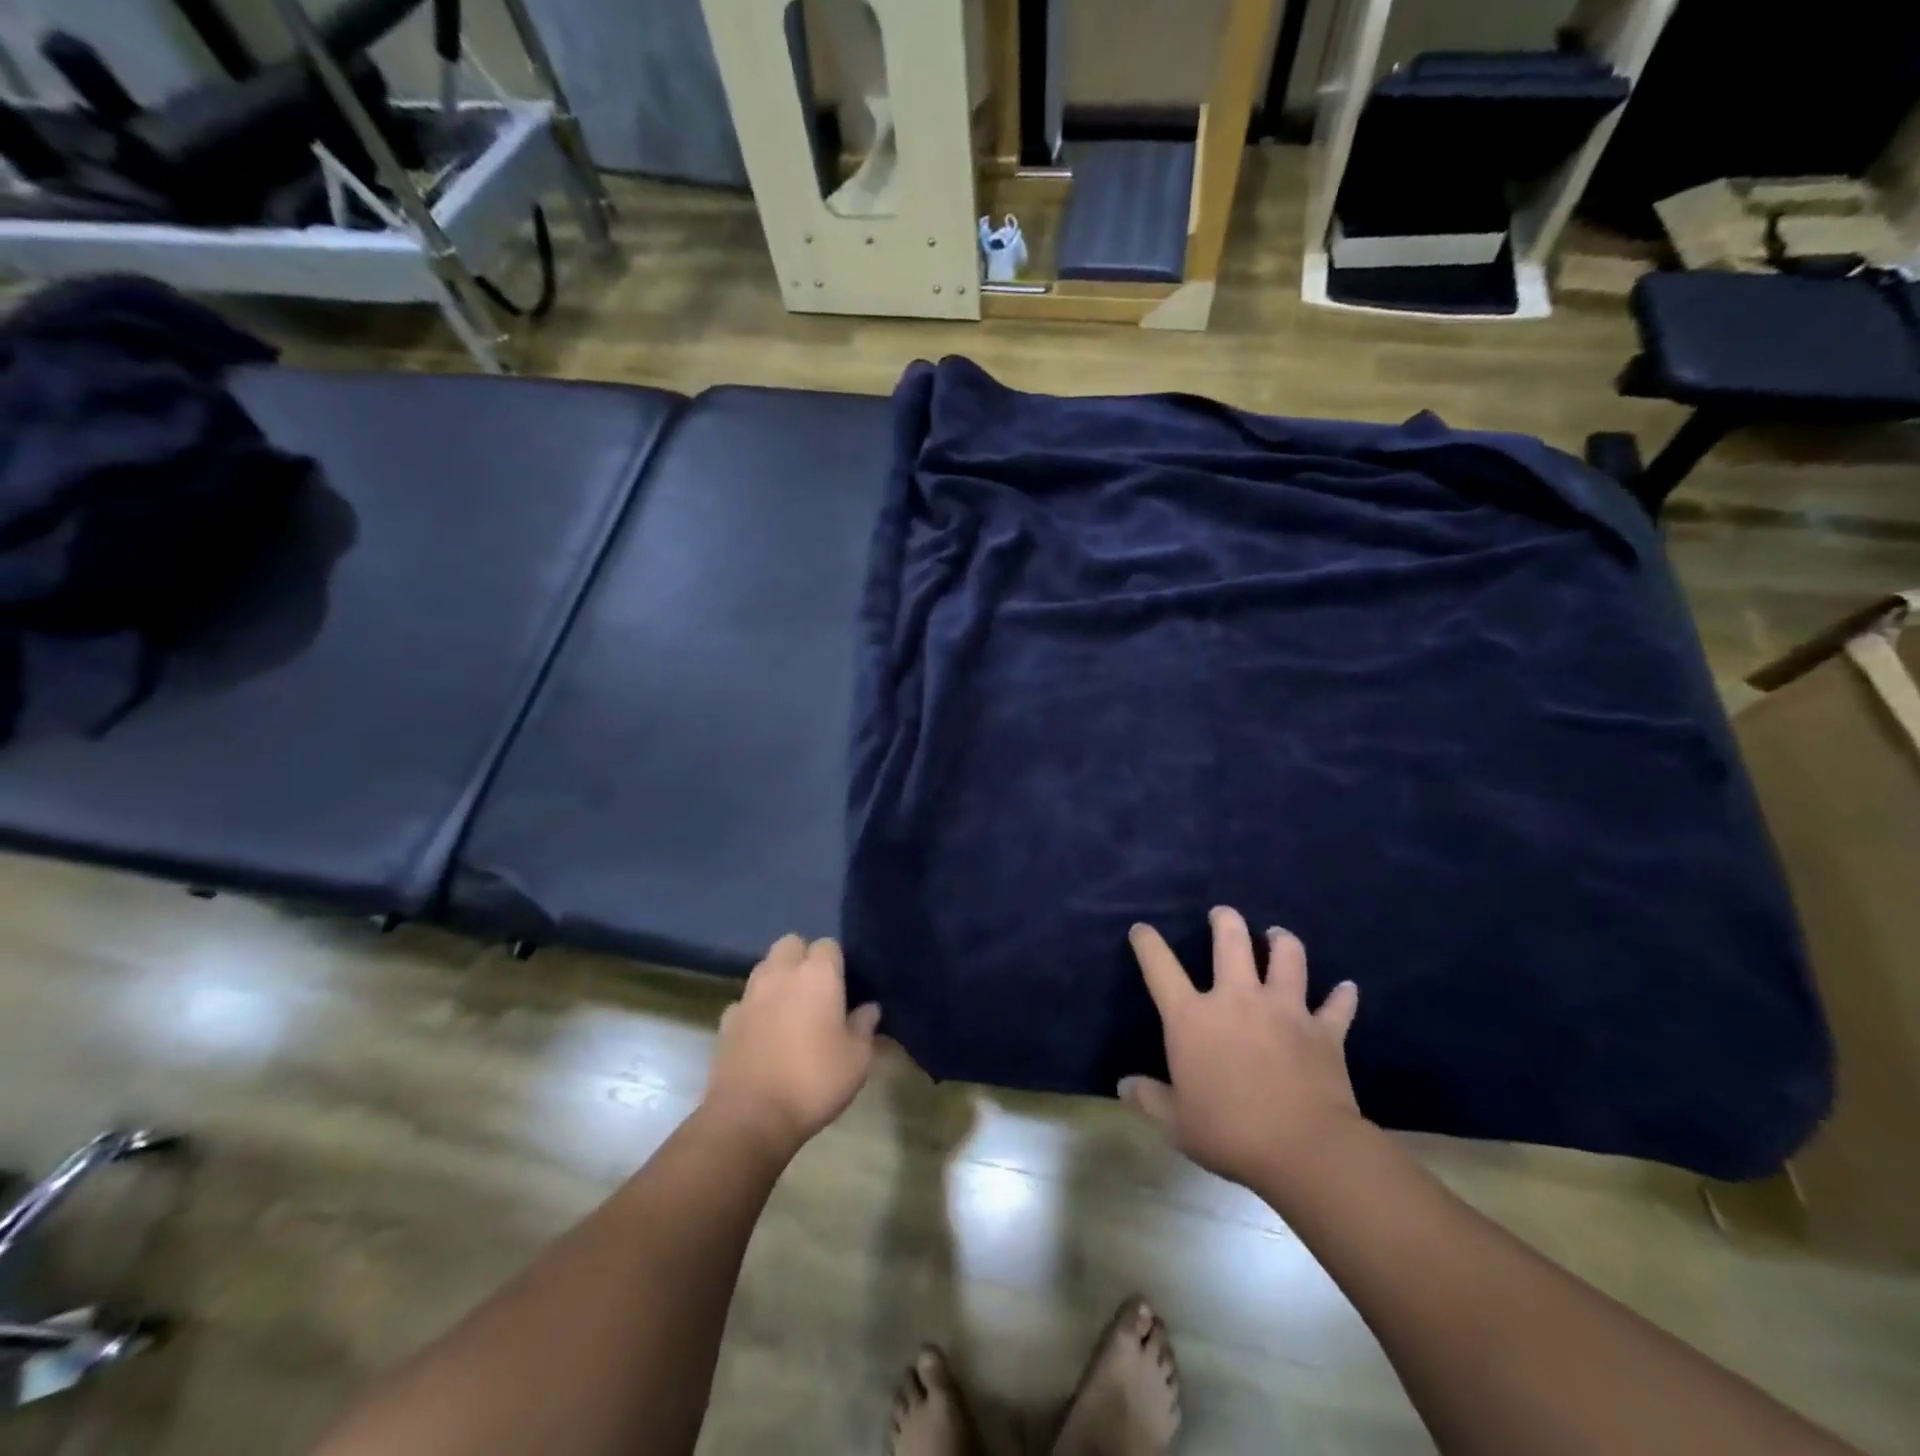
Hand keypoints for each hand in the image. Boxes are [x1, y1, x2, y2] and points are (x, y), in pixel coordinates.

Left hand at [703, 935, 880, 1157]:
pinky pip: (744, 1002)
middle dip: (801, 957)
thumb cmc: (814, 1081)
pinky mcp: (726, 1021)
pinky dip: (754, 1010)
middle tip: (815, 989)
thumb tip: (870, 1009)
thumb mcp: (857, 1060)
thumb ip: (864, 1027)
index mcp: (818, 975)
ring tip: (790, 1009)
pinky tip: (763, 1034)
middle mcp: (781, 974)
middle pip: (790, 944)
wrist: (750, 1116)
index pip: (828, 945)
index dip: (836, 962)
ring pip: (764, 968)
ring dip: (777, 979)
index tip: (844, 986)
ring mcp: (749, 995)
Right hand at [1120, 907, 1364, 1193]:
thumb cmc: (1229, 1133)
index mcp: (1193, 1018)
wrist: (1304, 1150)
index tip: (1141, 930)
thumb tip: (1124, 1086)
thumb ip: (1149, 1099)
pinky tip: (1346, 987)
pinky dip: (1342, 996)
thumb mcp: (1176, 1122)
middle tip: (1222, 914)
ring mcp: (1284, 1009)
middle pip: (1231, 941)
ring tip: (1277, 935)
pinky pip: (1337, 1005)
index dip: (1147, 943)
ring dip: (1282, 941)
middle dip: (1225, 920)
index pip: (1160, 967)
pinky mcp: (1323, 1031)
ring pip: (1287, 957)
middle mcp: (1237, 999)